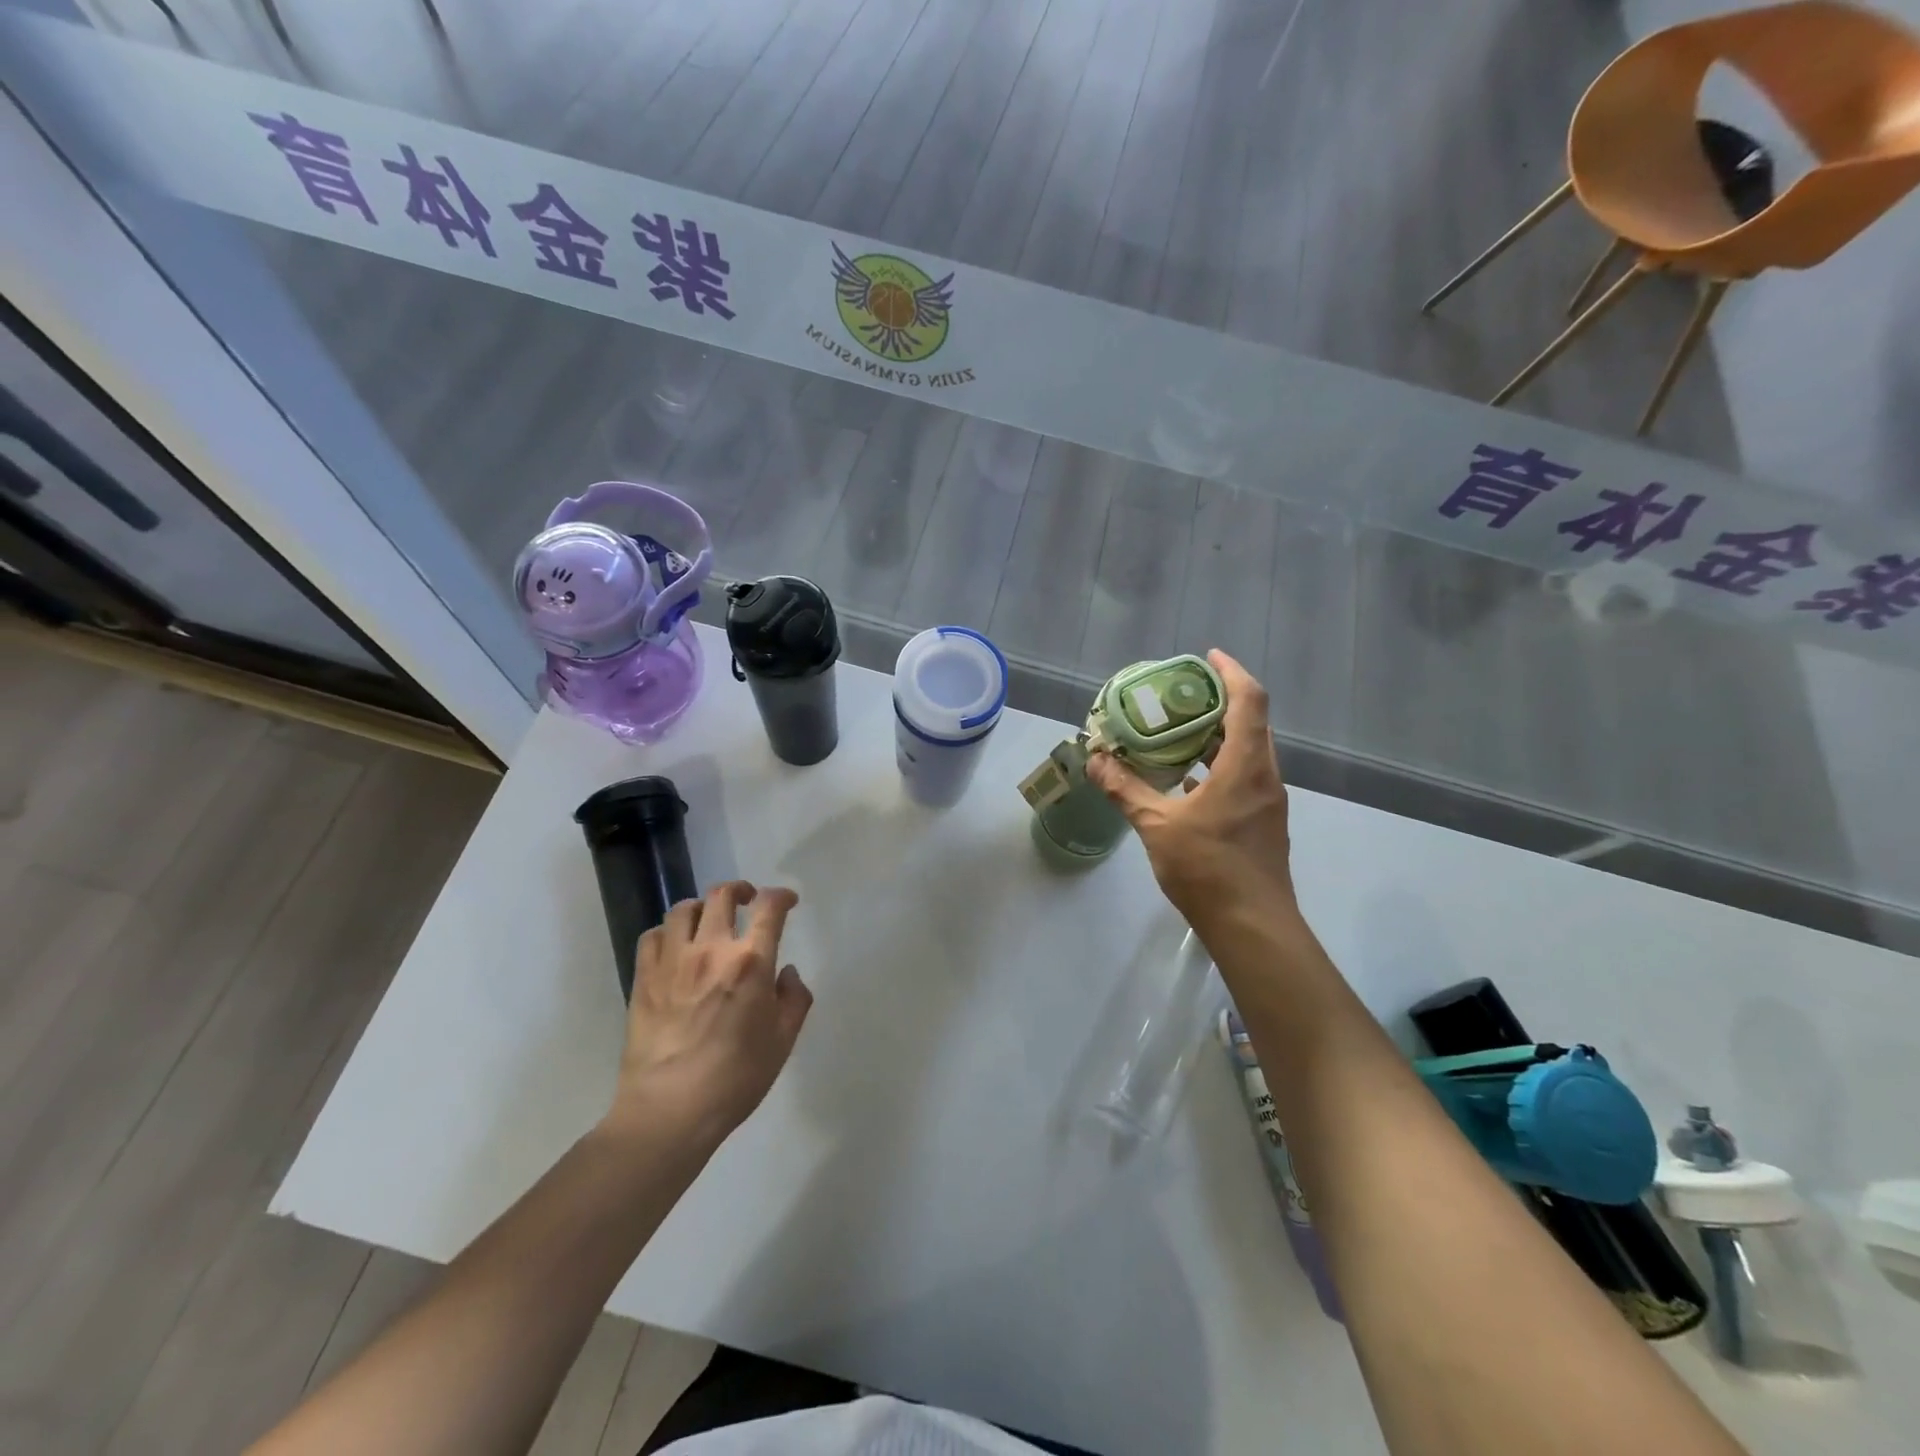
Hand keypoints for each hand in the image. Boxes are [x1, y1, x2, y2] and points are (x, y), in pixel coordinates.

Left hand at [607, 881, 811, 1146]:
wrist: (669, 1111)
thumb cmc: (735, 1079)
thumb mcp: (782, 1041)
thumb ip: (794, 999)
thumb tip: (786, 972)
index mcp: (751, 962)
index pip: (769, 908)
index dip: (781, 896)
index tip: (788, 901)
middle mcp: (711, 950)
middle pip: (722, 895)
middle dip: (740, 890)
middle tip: (748, 901)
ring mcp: (672, 961)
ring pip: (683, 909)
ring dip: (702, 907)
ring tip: (708, 920)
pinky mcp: (643, 978)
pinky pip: (652, 935)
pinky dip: (667, 933)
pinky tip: (675, 947)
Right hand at [1086, 650, 1295, 925]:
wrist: (1253, 926)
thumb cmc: (1208, 869)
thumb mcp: (1157, 826)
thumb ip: (1126, 790)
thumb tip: (1095, 761)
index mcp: (1245, 766)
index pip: (1249, 701)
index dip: (1231, 671)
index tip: (1206, 656)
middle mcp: (1264, 776)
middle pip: (1251, 722)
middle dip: (1219, 702)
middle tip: (1179, 695)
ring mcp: (1267, 801)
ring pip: (1247, 752)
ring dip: (1218, 736)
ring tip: (1176, 732)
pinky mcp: (1262, 823)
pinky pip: (1243, 777)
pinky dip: (1218, 766)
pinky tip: (1185, 781)